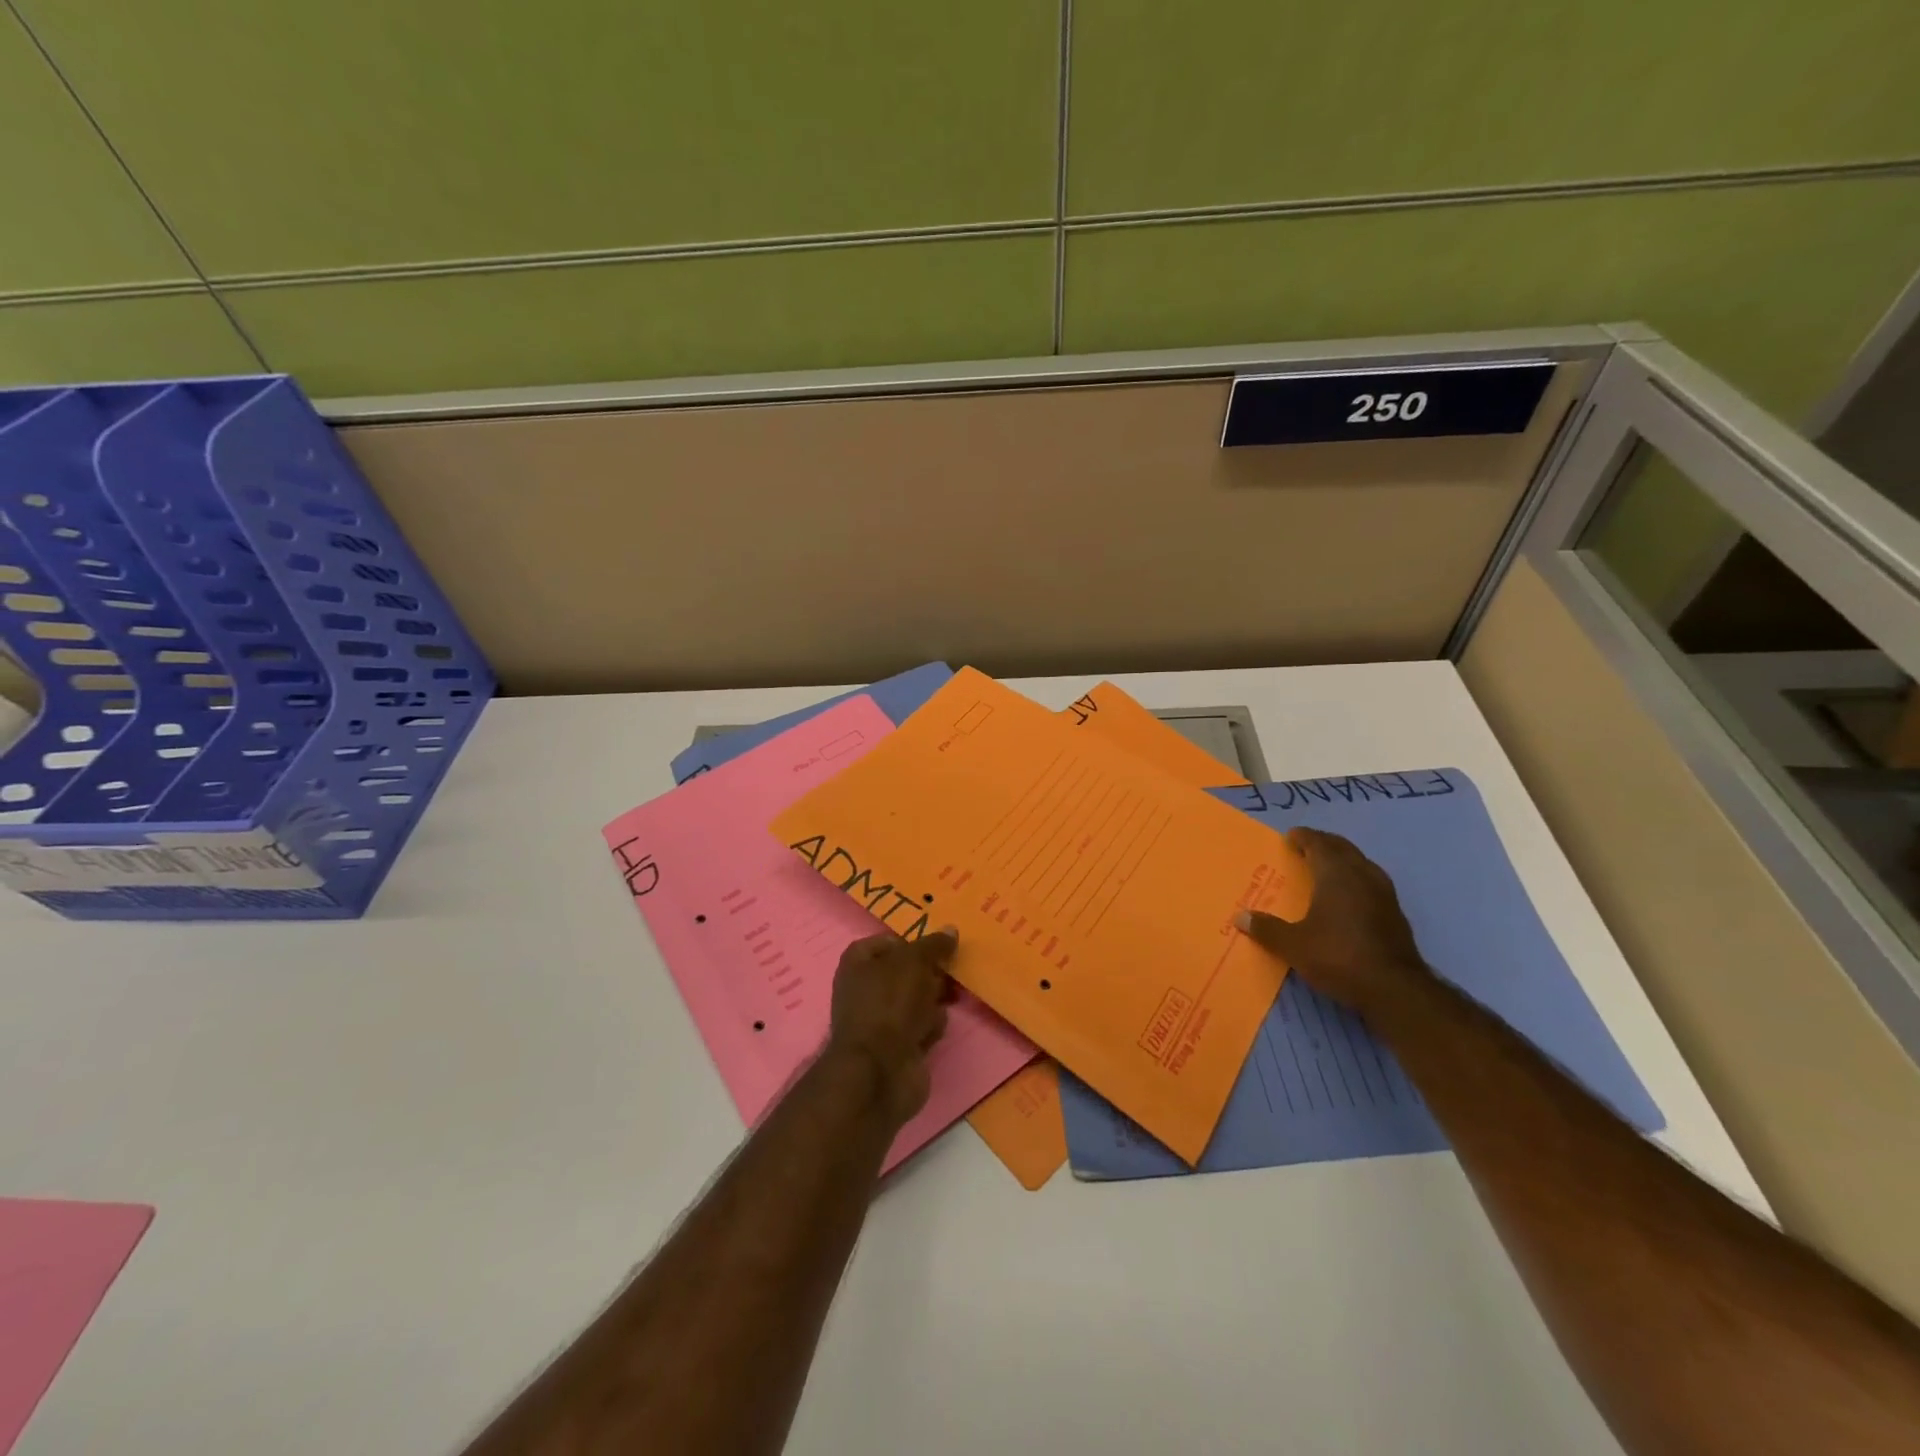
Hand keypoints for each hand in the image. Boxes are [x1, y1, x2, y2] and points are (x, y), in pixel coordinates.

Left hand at [826, 927, 957, 1126]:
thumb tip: (951, 930)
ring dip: (934, 999)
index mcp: (858, 963)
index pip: (887, 942)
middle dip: (930, 972)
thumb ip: (933, 945)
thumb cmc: (890, 1003)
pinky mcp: (898, 1046)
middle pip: (906, 971)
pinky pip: (921, 1026)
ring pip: (917, 999)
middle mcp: (865, 989)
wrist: (881, 1071)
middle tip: (951, 971)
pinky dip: (931, 1026)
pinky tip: (935, 1030)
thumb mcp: (914, 962)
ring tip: (949, 999)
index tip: (936, 947)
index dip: (911, 942)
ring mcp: (881, 1020)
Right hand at [1235, 828, 1430, 1012]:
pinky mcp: (1396, 914)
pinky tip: (1350, 897)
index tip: (1291, 836)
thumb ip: (1267, 929)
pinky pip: (1372, 883)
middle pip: (1343, 848)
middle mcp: (1362, 876)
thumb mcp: (1293, 945)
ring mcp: (1384, 894)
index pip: (1319, 844)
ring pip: (1362, 864)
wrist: (1395, 990)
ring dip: (1344, 859)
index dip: (1304, 837)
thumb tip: (1240, 917)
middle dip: (1324, 843)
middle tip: (1306, 846)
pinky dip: (1356, 879)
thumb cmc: (1338, 956)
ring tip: (1327, 868)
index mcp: (1336, 874)